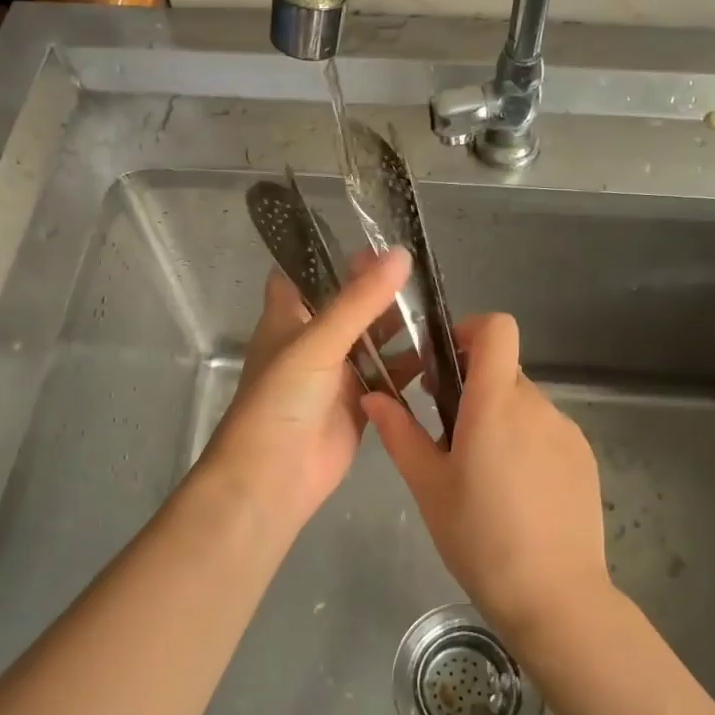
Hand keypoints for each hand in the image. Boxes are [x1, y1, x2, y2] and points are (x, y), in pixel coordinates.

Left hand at [199, 249, 411, 534]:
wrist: (273, 477)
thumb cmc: (282, 399)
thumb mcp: (318, 341)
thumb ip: (359, 300)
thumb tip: (400, 253)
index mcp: (288, 318)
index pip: (302, 274)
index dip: (329, 255)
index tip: (370, 238)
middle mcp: (312, 341)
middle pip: (347, 305)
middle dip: (378, 289)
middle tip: (421, 269)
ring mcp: (336, 373)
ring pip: (372, 340)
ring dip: (399, 326)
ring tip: (439, 305)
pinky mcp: (359, 403)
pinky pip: (388, 377)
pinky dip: (410, 366)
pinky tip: (441, 352)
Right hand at [363, 313, 608, 642]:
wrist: (556, 597)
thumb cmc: (480, 538)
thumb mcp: (428, 486)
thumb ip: (399, 433)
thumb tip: (374, 396)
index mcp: (496, 403)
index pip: (497, 328)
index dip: (470, 330)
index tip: (444, 363)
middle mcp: (537, 405)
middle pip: (504, 369)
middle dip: (473, 386)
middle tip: (448, 431)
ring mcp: (567, 431)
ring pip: (524, 403)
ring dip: (499, 417)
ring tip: (481, 472)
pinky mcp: (584, 458)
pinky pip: (547, 431)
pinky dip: (526, 441)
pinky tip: (515, 492)